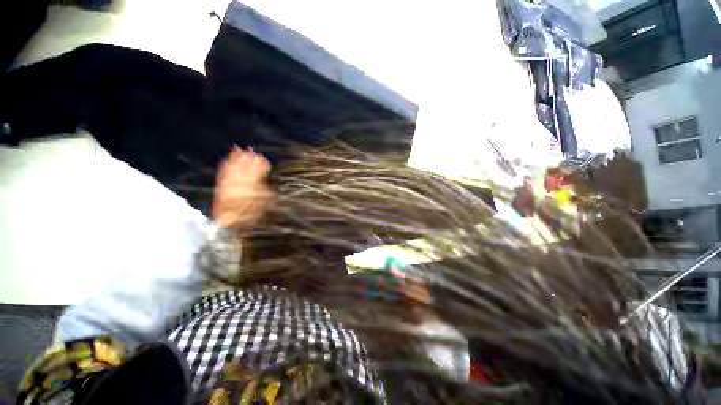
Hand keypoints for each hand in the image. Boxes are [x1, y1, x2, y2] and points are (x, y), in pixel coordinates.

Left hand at [212, 146, 271, 228]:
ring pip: (233, 167)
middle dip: (248, 159)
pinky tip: (228, 158)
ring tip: (239, 149)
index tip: (263, 160)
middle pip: (244, 168)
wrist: (226, 221)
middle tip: (252, 151)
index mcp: (248, 188)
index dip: (259, 166)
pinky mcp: (221, 185)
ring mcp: (228, 183)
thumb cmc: (246, 215)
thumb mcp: (258, 206)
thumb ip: (261, 194)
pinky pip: (223, 171)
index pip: (255, 173)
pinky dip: (226, 163)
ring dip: (237, 158)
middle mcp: (237, 184)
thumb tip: (263, 182)